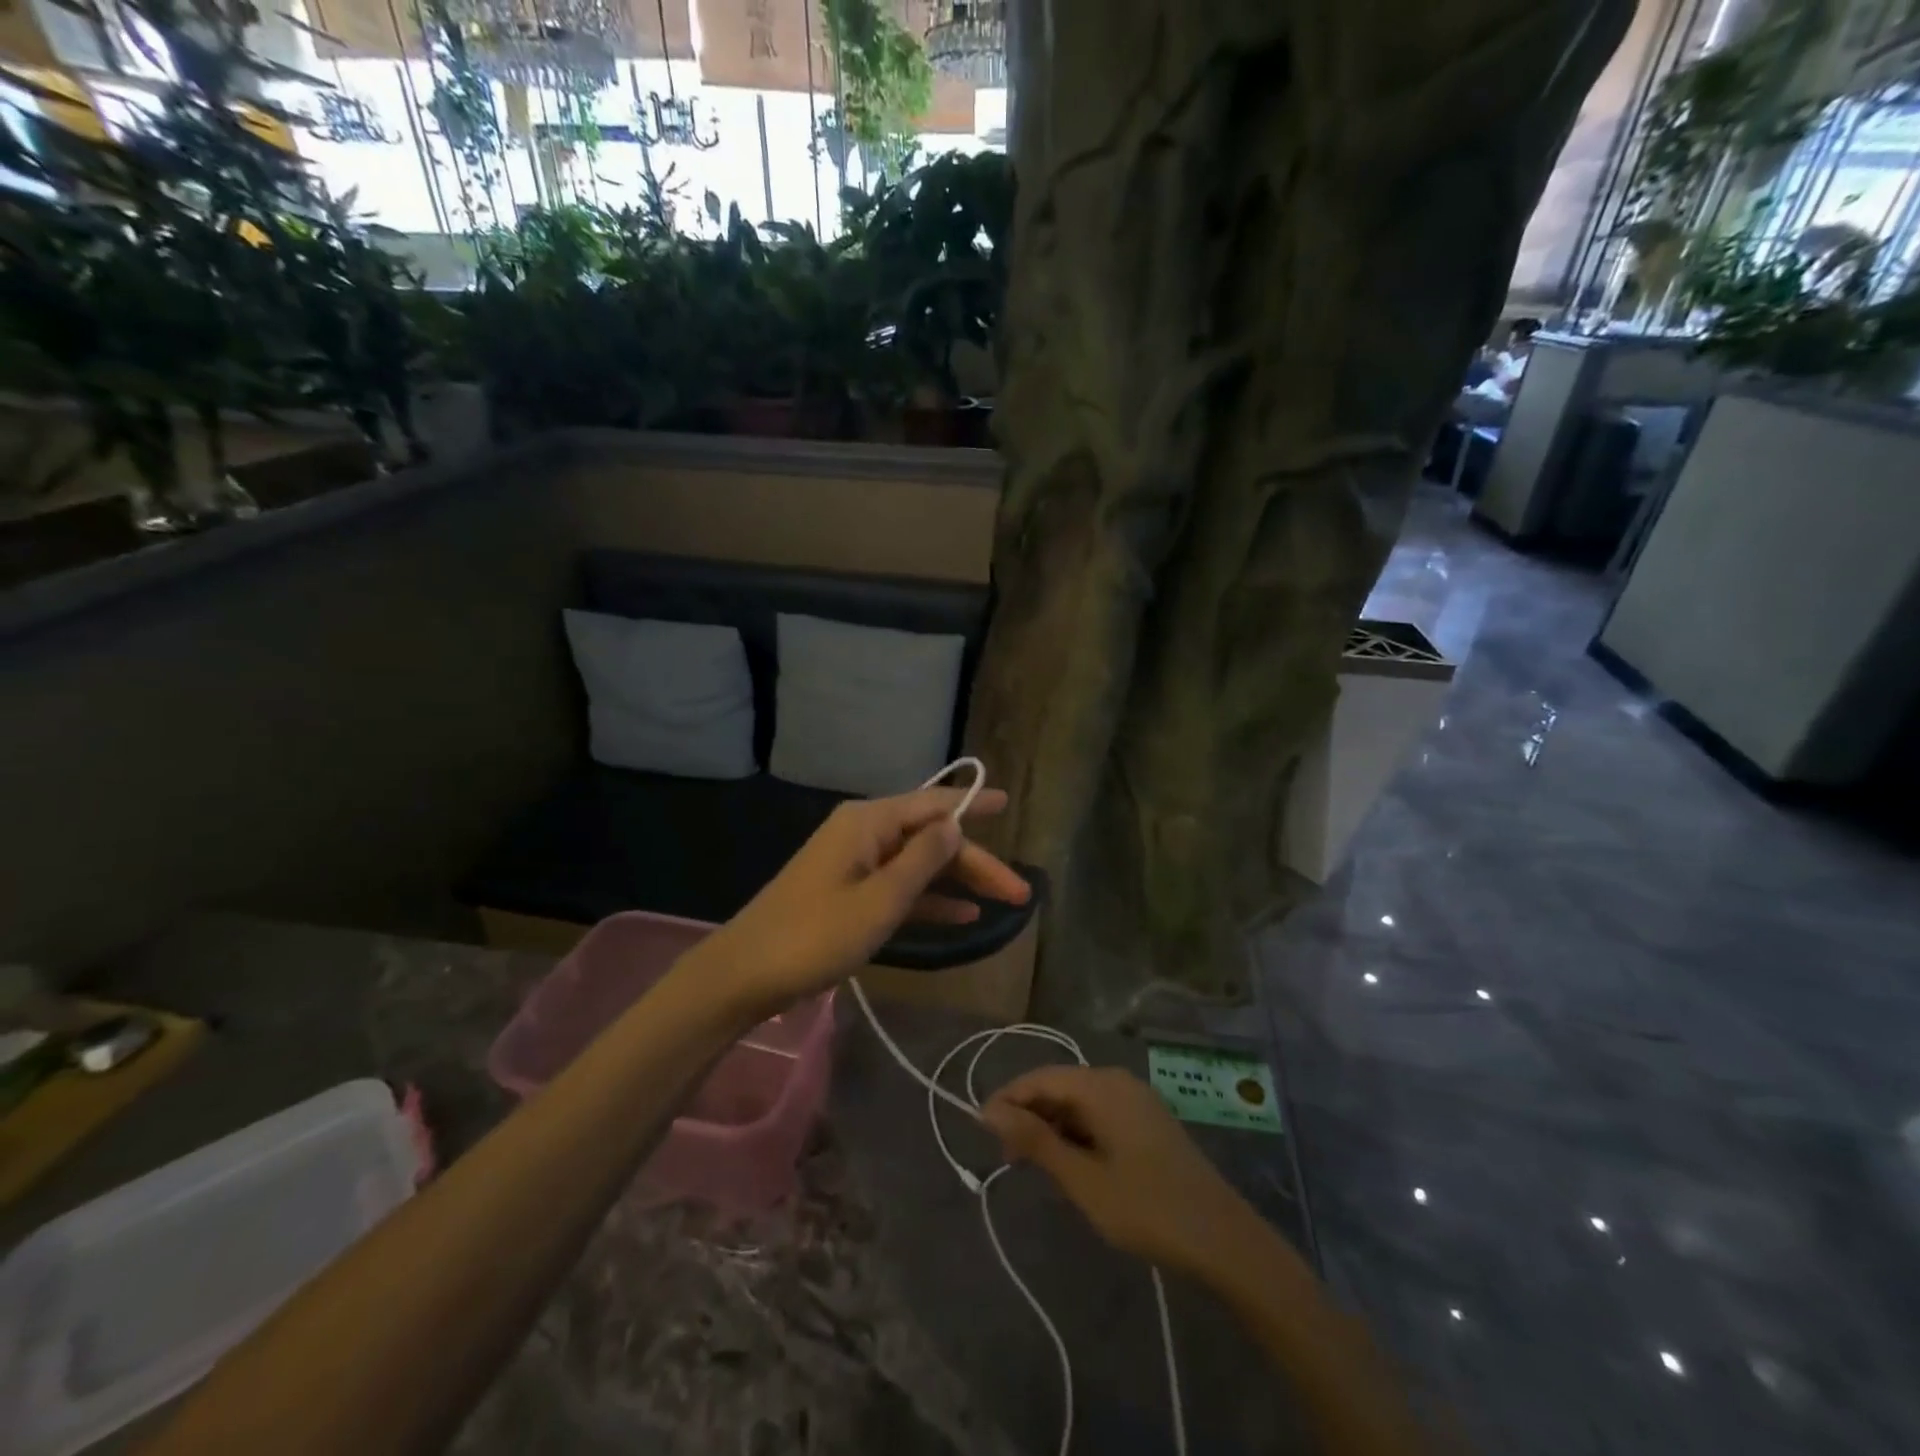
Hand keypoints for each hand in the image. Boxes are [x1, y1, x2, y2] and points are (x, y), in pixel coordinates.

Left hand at [700, 785, 1029, 1011]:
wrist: (746, 974)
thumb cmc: (815, 934)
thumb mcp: (879, 900)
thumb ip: (922, 860)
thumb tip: (954, 825)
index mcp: (869, 822)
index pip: (933, 804)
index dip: (972, 805)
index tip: (1007, 802)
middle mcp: (864, 834)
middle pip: (931, 839)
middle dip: (975, 862)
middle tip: (1020, 892)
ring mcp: (855, 864)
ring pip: (919, 865)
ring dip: (958, 882)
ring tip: (1002, 903)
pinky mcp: (849, 893)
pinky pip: (899, 888)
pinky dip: (929, 900)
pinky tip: (962, 916)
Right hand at [983, 1066, 1260, 1280]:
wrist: (1223, 1239)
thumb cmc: (1147, 1207)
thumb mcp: (1083, 1179)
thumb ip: (1035, 1141)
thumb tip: (989, 1110)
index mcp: (1102, 1086)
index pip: (1040, 1078)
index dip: (1008, 1099)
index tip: (980, 1130)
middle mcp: (1118, 1081)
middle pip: (1060, 1087)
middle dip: (1029, 1116)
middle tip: (1006, 1158)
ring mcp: (1136, 1100)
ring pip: (1079, 1102)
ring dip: (1052, 1128)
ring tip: (1034, 1167)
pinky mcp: (1147, 1121)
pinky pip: (1099, 1114)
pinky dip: (1077, 1134)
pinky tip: (1071, 1165)